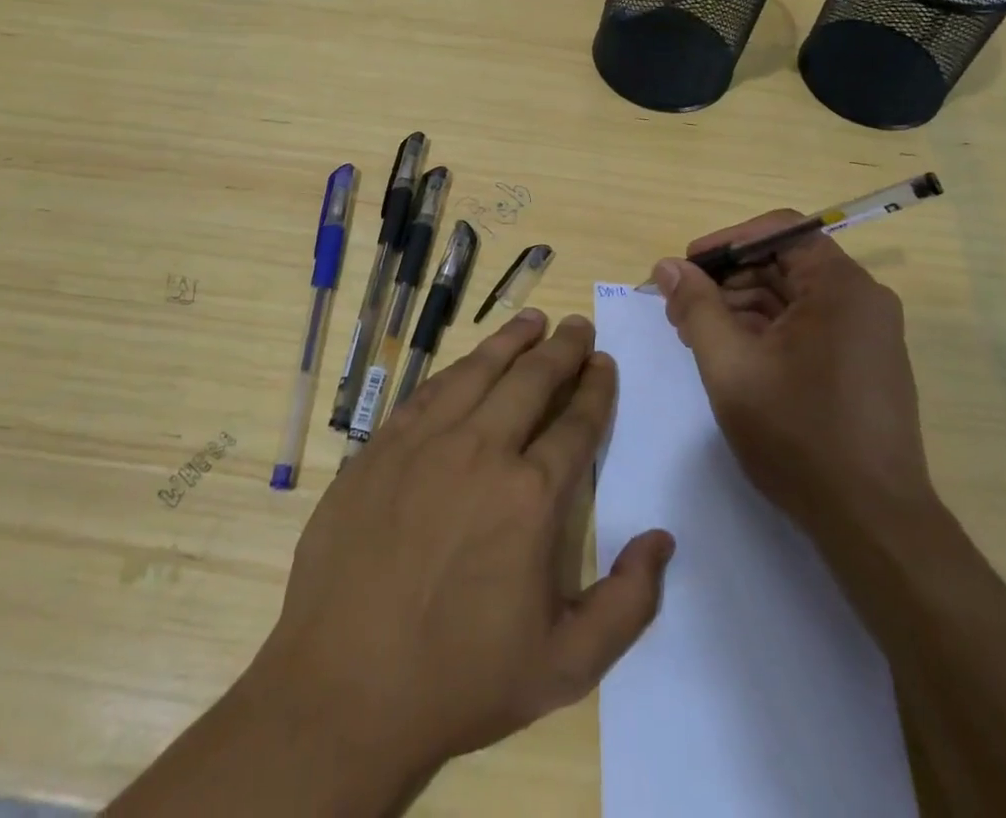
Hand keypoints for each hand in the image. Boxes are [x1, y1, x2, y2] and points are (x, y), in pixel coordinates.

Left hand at [250, 309, 673, 779]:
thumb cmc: (459, 680)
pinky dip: (458, 369)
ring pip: (479, 371)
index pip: (576, 423)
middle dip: (562, 349)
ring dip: (511, 341)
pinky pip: (429, 391)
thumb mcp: (565, 666)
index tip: (604, 364)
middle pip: (531, 380)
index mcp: (530, 497)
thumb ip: (628, 603)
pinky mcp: (381, 445)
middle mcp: (481, 450)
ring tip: (533, 320)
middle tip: (577, 326)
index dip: (595, 389)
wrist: (343, 686)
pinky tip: (469, 362)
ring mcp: (425, 442)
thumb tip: (662, 539)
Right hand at [651, 212, 932, 541]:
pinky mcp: (863, 365)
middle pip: (783, 263)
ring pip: (791, 298)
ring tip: (696, 335)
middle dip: (726, 281)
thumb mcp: (730, 365)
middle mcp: (862, 300)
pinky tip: (731, 355)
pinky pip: (807, 326)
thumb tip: (666, 265)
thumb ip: (696, 306)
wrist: (873, 524)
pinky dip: (766, 332)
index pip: (777, 230)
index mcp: (840, 286)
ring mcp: (867, 335)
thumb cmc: (798, 435)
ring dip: (740, 308)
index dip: (724, 243)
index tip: (684, 268)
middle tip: (679, 309)